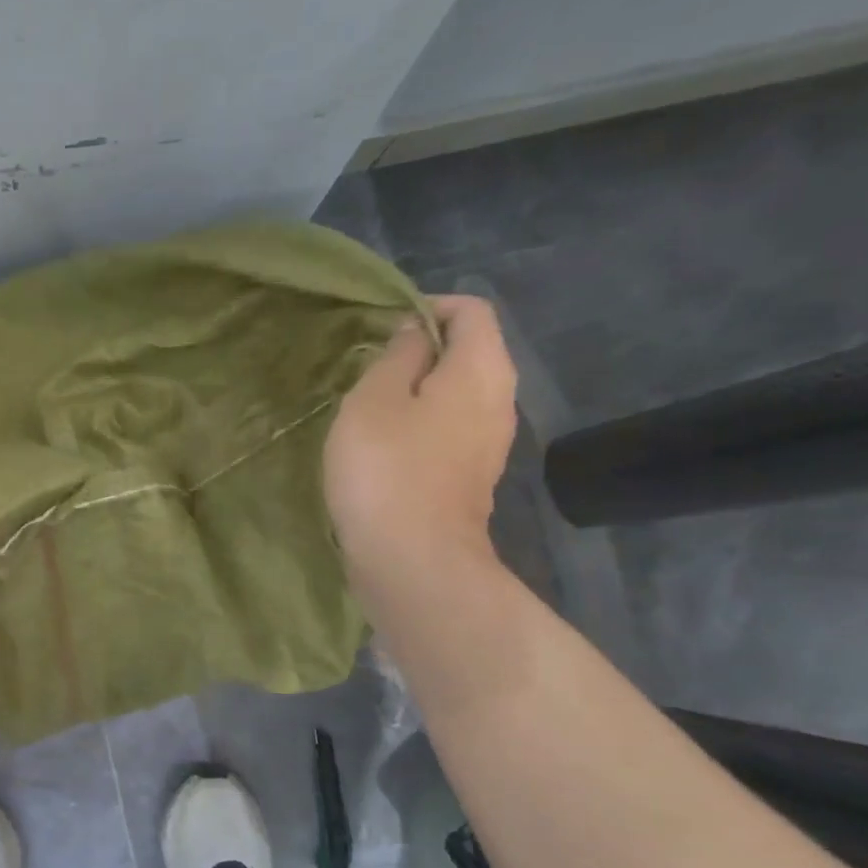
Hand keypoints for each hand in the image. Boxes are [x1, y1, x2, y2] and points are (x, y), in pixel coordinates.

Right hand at [323, 294, 517, 583]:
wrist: (413, 561)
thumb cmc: (387, 469)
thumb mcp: (374, 398)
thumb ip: (396, 356)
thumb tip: (415, 333)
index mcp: (482, 369)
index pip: (471, 310)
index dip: (427, 306)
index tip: (381, 328)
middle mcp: (499, 400)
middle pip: (469, 352)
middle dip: (420, 350)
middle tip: (368, 368)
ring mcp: (489, 444)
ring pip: (457, 394)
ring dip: (416, 391)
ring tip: (369, 406)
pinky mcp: (471, 478)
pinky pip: (450, 429)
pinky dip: (421, 424)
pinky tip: (384, 446)